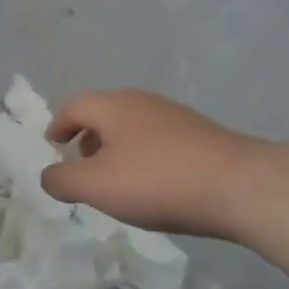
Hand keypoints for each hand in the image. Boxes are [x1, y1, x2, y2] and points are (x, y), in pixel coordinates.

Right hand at [41, 90, 266, 237]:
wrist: (240, 186)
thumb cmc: (158, 181)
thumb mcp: (97, 186)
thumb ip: (62, 179)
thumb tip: (48, 175)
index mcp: (112, 105)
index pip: (73, 107)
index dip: (58, 126)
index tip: (52, 145)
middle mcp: (141, 102)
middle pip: (104, 113)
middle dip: (87, 136)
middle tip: (80, 163)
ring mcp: (174, 116)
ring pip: (132, 127)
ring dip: (116, 147)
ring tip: (116, 179)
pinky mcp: (200, 135)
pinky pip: (157, 140)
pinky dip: (143, 156)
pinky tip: (154, 184)